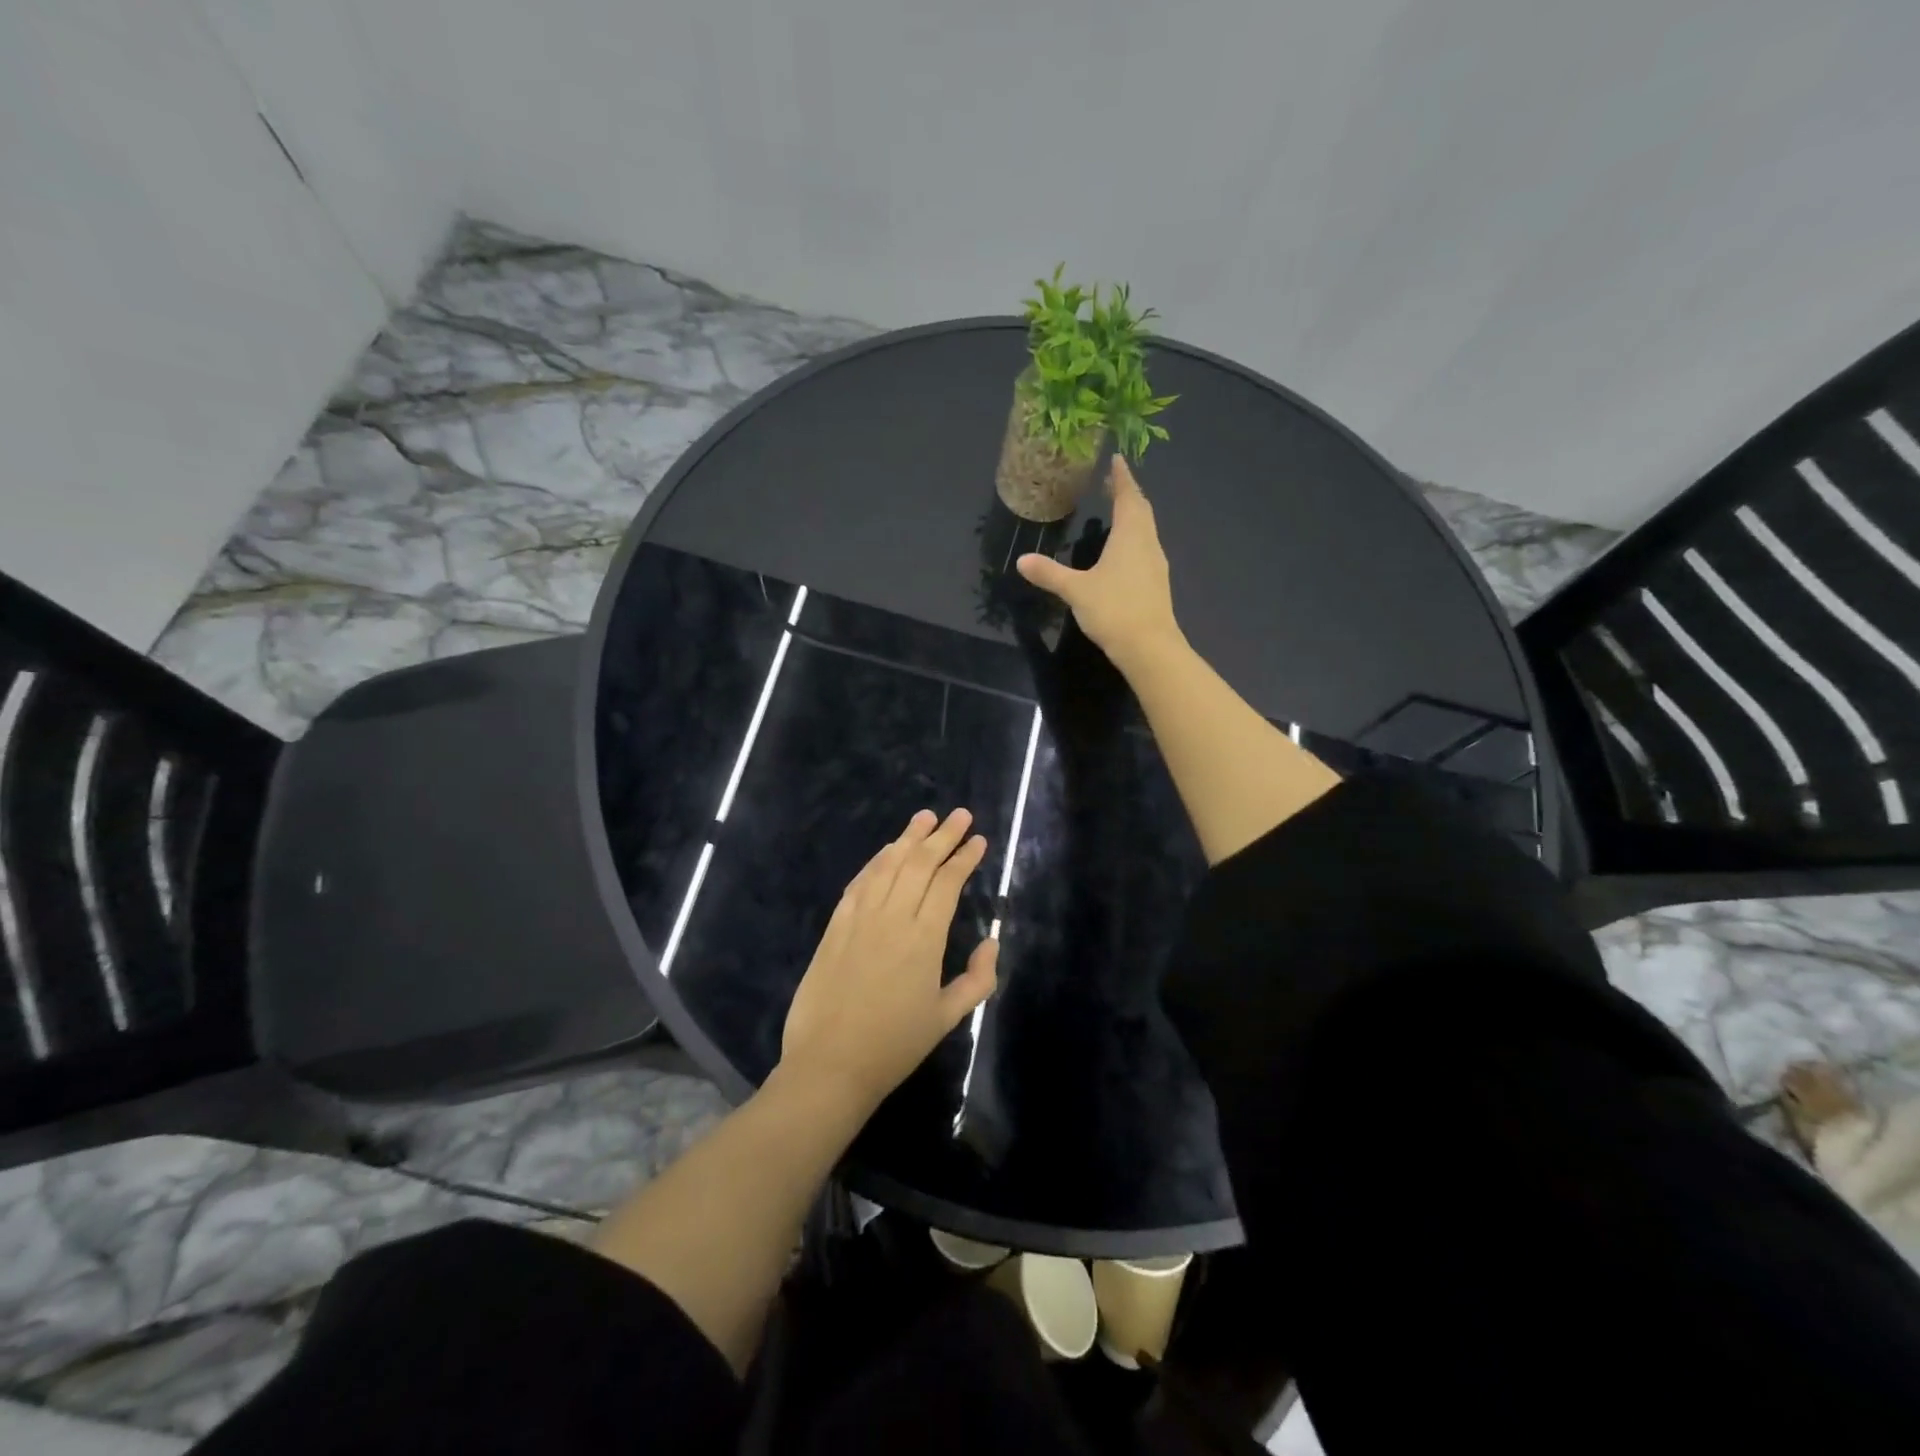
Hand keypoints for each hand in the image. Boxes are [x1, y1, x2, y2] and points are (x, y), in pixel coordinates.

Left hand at [779, 808, 998, 1112]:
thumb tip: (991, 940)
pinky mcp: (835, 926)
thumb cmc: (894, 1046)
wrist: (830, 1065)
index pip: (948, 883)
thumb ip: (978, 979)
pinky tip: (887, 851)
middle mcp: (893, 918)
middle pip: (920, 864)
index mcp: (925, 939)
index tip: (978, 840)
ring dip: (909, 838)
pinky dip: (876, 861)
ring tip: (925, 817)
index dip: (964, 857)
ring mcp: (860, 918)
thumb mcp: (948, 1018)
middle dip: (942, 835)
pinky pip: (860, 883)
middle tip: (960, 815)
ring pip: (888, 865)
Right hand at [1016, 455, 1180, 669]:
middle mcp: (1147, 544)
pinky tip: (1123, 551)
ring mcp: (1155, 564)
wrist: (1149, 647)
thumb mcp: (1076, 590)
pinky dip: (1134, 538)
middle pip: (1141, 510)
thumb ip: (1049, 573)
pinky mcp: (1156, 584)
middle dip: (1127, 494)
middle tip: (1112, 482)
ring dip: (1133, 516)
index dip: (1122, 478)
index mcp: (1130, 536)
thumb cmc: (1114, 610)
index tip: (1117, 459)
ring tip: (1117, 511)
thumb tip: (1021, 560)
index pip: (1128, 497)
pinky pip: (1145, 549)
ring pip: (1146, 530)